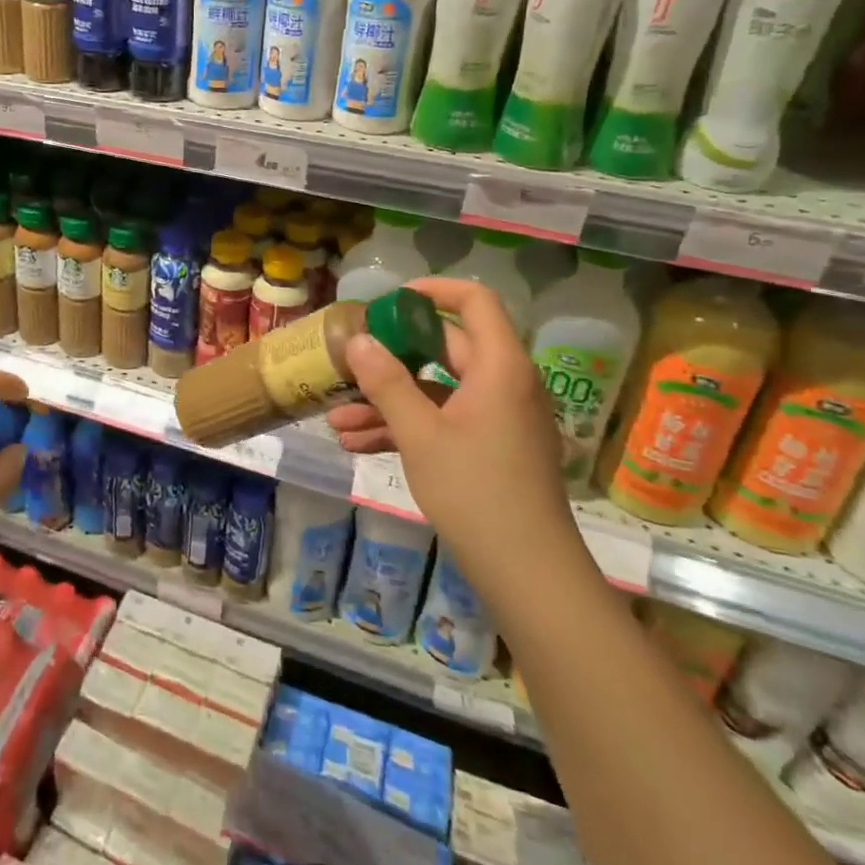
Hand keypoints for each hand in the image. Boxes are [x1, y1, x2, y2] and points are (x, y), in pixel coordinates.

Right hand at [328, 278, 583, 593]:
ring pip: (437, 391)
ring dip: (388, 402)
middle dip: (391, 358)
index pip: (475, 302)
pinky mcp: (490, 449)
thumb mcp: (420, 433)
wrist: (527, 573)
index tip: (389, 301)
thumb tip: (358, 341)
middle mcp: (503, 384)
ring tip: (336, 420)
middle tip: (349, 361)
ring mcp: (498, 419)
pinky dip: (406, 428)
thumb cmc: (475, 491)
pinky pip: (444, 422)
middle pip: (445, 349)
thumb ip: (386, 382)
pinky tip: (357, 445)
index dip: (433, 291)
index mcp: (499, 367)